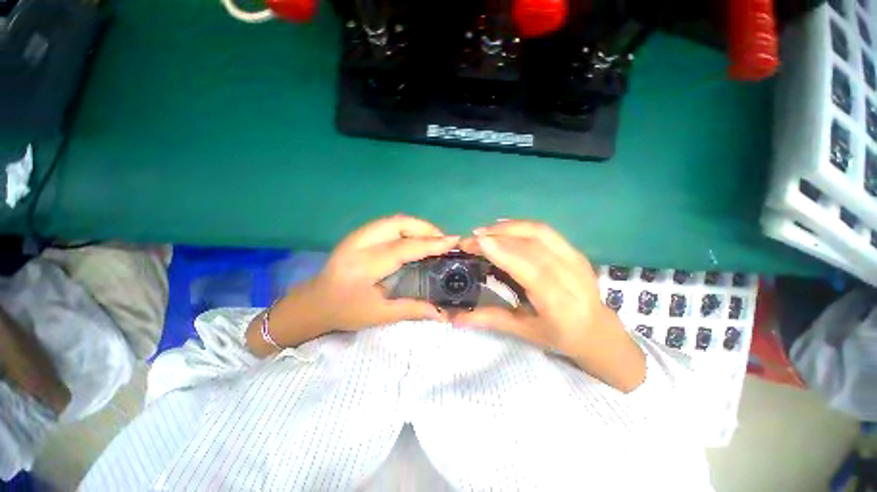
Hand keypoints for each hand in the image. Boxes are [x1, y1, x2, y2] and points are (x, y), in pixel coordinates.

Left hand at [247, 215, 457, 356]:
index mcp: (363, 267)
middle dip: (426, 228)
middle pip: (398, 224)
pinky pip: (388, 223)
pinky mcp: (358, 234)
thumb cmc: (345, 312)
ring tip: (434, 238)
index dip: (430, 243)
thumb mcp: (379, 315)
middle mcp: (358, 244)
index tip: (453, 240)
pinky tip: (416, 238)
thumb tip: (443, 313)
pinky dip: (407, 227)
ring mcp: (356, 235)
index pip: (402, 248)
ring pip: (394, 220)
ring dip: (418, 225)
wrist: (313, 302)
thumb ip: (412, 310)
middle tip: (443, 241)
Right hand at [453, 220, 645, 391]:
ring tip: (484, 231)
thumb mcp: (524, 332)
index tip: (477, 241)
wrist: (599, 331)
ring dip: (508, 227)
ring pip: (538, 232)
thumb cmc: (560, 336)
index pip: (529, 268)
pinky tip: (504, 227)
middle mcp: (570, 274)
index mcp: (558, 300)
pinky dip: (521, 225)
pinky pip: (545, 230)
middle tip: (471, 238)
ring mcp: (575, 257)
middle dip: (497, 236)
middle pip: (531, 245)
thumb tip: (454, 319)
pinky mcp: (574, 250)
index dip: (502, 251)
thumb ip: (489, 320)